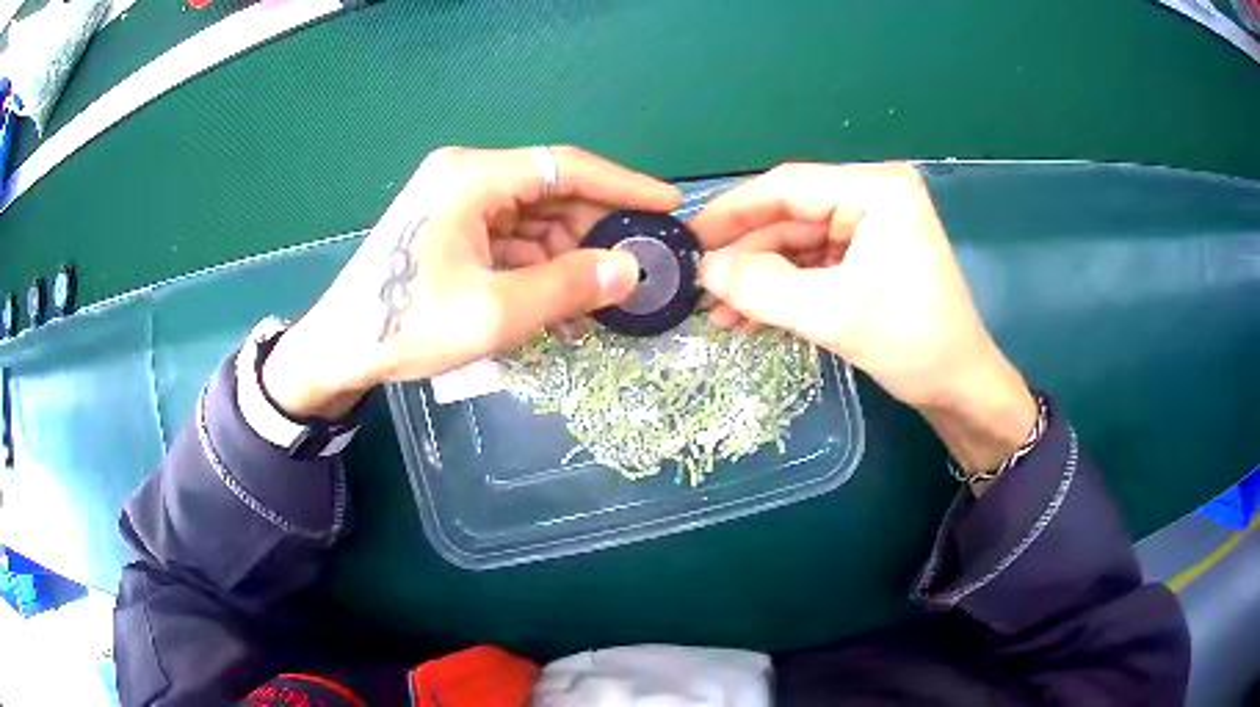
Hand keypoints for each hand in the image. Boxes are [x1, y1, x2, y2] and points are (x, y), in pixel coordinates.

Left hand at [263, 146, 680, 418]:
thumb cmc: (405, 325)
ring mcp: (456, 200)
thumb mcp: (493, 313)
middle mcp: (466, 175)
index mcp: (472, 176)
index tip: (668, 204)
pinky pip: (510, 237)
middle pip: (551, 191)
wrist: (338, 348)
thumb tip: (631, 271)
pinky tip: (560, 299)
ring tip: (601, 296)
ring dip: (567, 253)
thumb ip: (567, 287)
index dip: (623, 184)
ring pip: (533, 217)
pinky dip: (538, 265)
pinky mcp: (451, 225)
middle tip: (638, 264)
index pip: (565, 166)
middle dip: (595, 229)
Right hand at [691, 163, 1036, 480]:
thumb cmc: (911, 343)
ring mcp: (873, 228)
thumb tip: (705, 270)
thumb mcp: (832, 313)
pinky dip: (784, 291)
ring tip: (718, 312)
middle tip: (699, 284)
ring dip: (760, 279)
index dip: (733, 211)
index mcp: (876, 190)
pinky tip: (749, 317)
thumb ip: (761, 286)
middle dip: (746, 255)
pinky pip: (815, 266)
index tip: (688, 237)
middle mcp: (874, 198)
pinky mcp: (870, 258)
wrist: (960, 389)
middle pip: (791, 216)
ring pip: (798, 245)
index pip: (788, 186)